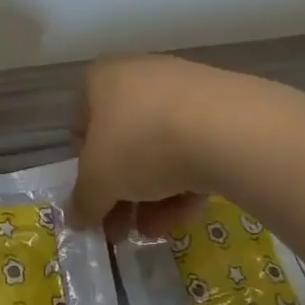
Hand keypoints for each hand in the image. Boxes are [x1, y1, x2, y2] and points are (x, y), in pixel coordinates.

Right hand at [70, 54, 237, 239]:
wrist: (227, 128)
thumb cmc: (142, 143)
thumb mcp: (99, 181)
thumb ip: (83, 201)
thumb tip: (76, 217)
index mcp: (102, 78)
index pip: (82, 124)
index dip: (85, 167)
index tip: (96, 200)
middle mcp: (140, 74)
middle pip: (124, 141)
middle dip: (122, 191)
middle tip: (123, 229)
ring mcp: (184, 87)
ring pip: (160, 147)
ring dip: (153, 193)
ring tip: (157, 230)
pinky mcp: (222, 106)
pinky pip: (194, 146)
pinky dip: (186, 180)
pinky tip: (188, 212)